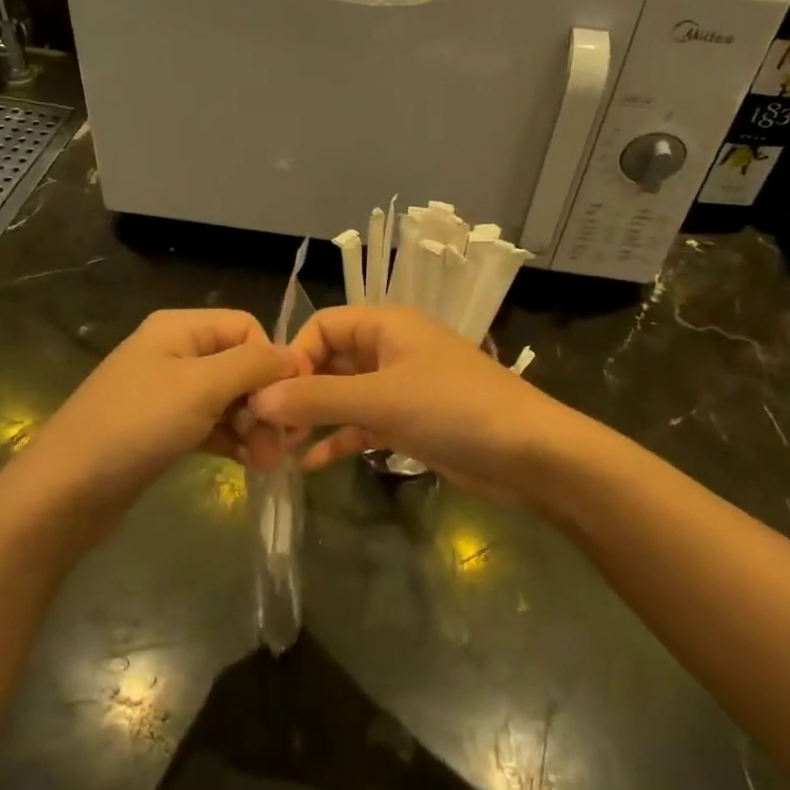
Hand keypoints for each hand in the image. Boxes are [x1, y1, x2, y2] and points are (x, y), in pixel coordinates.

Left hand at [30, 309, 297, 525]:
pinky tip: (251, 464)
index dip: (272, 360)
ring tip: (268, 462)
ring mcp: (168, 393)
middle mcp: (175, 352)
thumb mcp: (200, 387)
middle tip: (282, 442)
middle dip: (265, 400)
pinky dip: (234, 440)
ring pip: (229, 399)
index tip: (289, 402)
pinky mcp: (164, 429)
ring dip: (254, 426)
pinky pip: (212, 425)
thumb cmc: (136, 426)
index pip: (246, 328)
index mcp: (179, 328)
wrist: (65, 492)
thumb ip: (253, 365)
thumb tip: (296, 356)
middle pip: (240, 364)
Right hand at [249, 306, 573, 503]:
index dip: (294, 356)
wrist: (530, 454)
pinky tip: (310, 464)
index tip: (271, 396)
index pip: (322, 326)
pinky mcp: (411, 421)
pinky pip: (364, 423)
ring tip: (279, 447)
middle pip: (330, 360)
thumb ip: (317, 398)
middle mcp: (390, 349)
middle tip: (267, 428)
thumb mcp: (380, 400)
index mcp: (385, 325)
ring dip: (315, 417)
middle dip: (299, 391)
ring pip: (345, 395)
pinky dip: (339, 439)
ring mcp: (401, 386)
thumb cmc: (453, 409)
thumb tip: (259, 399)